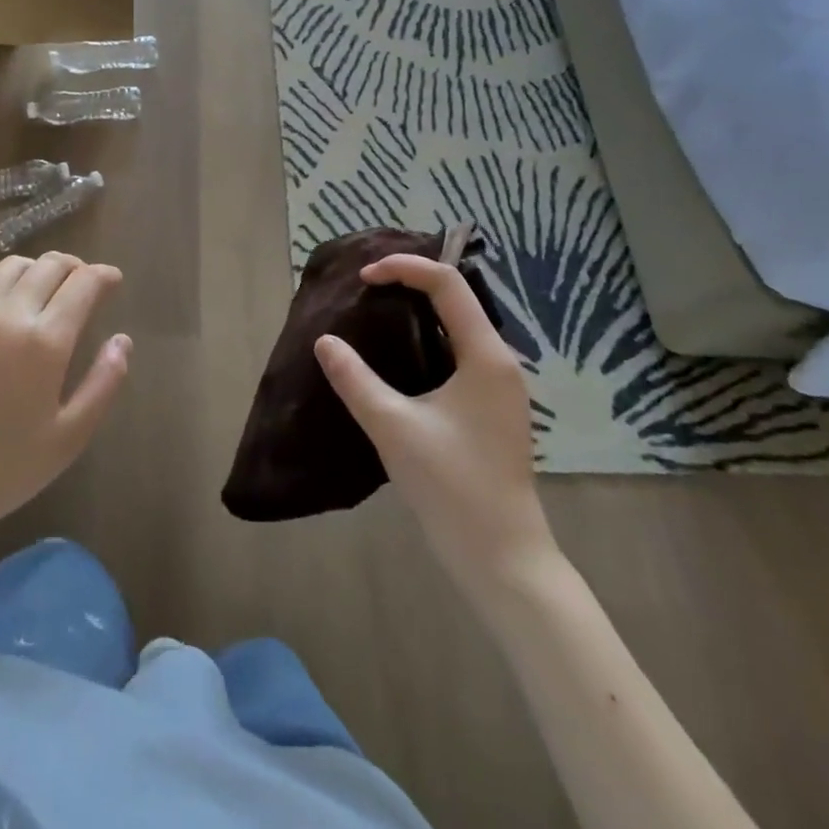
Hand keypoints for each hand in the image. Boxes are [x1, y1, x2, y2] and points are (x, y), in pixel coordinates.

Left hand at [0, 253, 132, 541]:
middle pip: (49, 264)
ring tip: (48, 291)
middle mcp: (8, 315)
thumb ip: (103, 384)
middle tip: (86, 284)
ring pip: (12, 266)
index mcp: (45, 341)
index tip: (113, 281)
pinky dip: (4, 286)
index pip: (83, 282)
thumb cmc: (5, 467)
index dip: (104, 275)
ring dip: (39, 270)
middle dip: (76, 267)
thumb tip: (122, 341)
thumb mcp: (70, 436)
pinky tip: (8, 310)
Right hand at [314, 255, 558, 592]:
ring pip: (456, 327)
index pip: (447, 284)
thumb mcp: (394, 428)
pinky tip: (396, 359)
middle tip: (365, 288)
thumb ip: (356, 380)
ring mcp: (497, 387)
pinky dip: (424, 341)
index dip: (404, 268)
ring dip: (417, 312)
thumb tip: (325, 341)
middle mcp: (498, 362)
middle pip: (455, 298)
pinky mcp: (489, 409)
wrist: (503, 560)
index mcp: (485, 356)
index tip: (363, 279)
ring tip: (373, 313)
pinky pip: (456, 354)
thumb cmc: (453, 488)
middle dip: (410, 282)